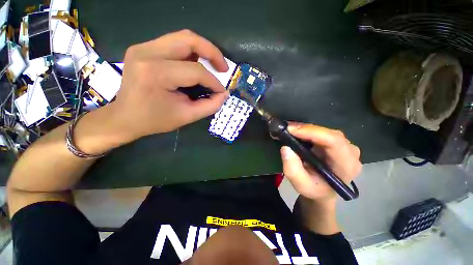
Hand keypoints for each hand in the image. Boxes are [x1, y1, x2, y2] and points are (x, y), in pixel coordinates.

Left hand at [109, 29, 229, 140]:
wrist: (124, 117)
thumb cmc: (154, 120)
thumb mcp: (187, 116)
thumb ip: (210, 106)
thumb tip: (223, 94)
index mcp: (156, 73)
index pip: (196, 71)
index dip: (214, 81)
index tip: (222, 91)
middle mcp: (147, 53)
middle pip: (189, 40)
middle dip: (212, 53)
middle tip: (223, 68)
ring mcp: (143, 47)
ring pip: (182, 37)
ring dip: (203, 50)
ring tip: (213, 65)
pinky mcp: (143, 48)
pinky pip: (174, 43)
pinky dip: (191, 52)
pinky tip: (197, 64)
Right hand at [281, 123, 361, 202]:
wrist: (323, 191)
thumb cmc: (314, 190)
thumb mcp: (300, 185)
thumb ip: (292, 169)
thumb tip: (286, 148)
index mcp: (346, 165)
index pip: (333, 141)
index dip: (311, 132)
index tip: (290, 130)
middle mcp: (350, 153)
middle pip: (329, 133)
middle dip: (305, 129)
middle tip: (286, 129)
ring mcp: (345, 146)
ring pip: (325, 131)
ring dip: (305, 129)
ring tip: (289, 130)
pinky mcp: (337, 143)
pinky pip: (322, 132)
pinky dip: (308, 130)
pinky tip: (297, 132)